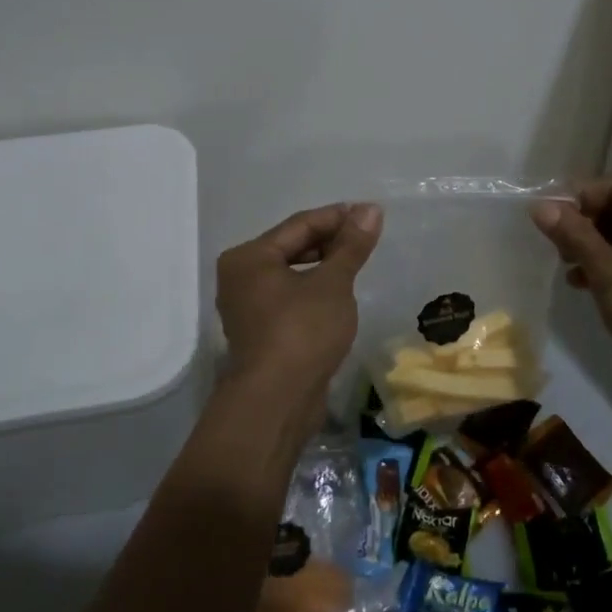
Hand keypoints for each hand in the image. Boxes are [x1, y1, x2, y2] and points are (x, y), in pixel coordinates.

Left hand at [215, 203, 382, 423]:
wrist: (276, 402)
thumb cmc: (302, 332)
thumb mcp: (333, 283)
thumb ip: (351, 245)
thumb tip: (371, 209)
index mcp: (249, 257)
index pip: (300, 224)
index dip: (338, 217)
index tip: (371, 214)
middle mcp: (240, 277)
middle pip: (292, 247)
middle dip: (331, 241)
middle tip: (368, 238)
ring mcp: (247, 307)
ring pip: (291, 274)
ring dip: (324, 266)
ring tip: (358, 263)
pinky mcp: (260, 332)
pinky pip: (290, 297)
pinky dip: (314, 290)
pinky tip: (339, 295)